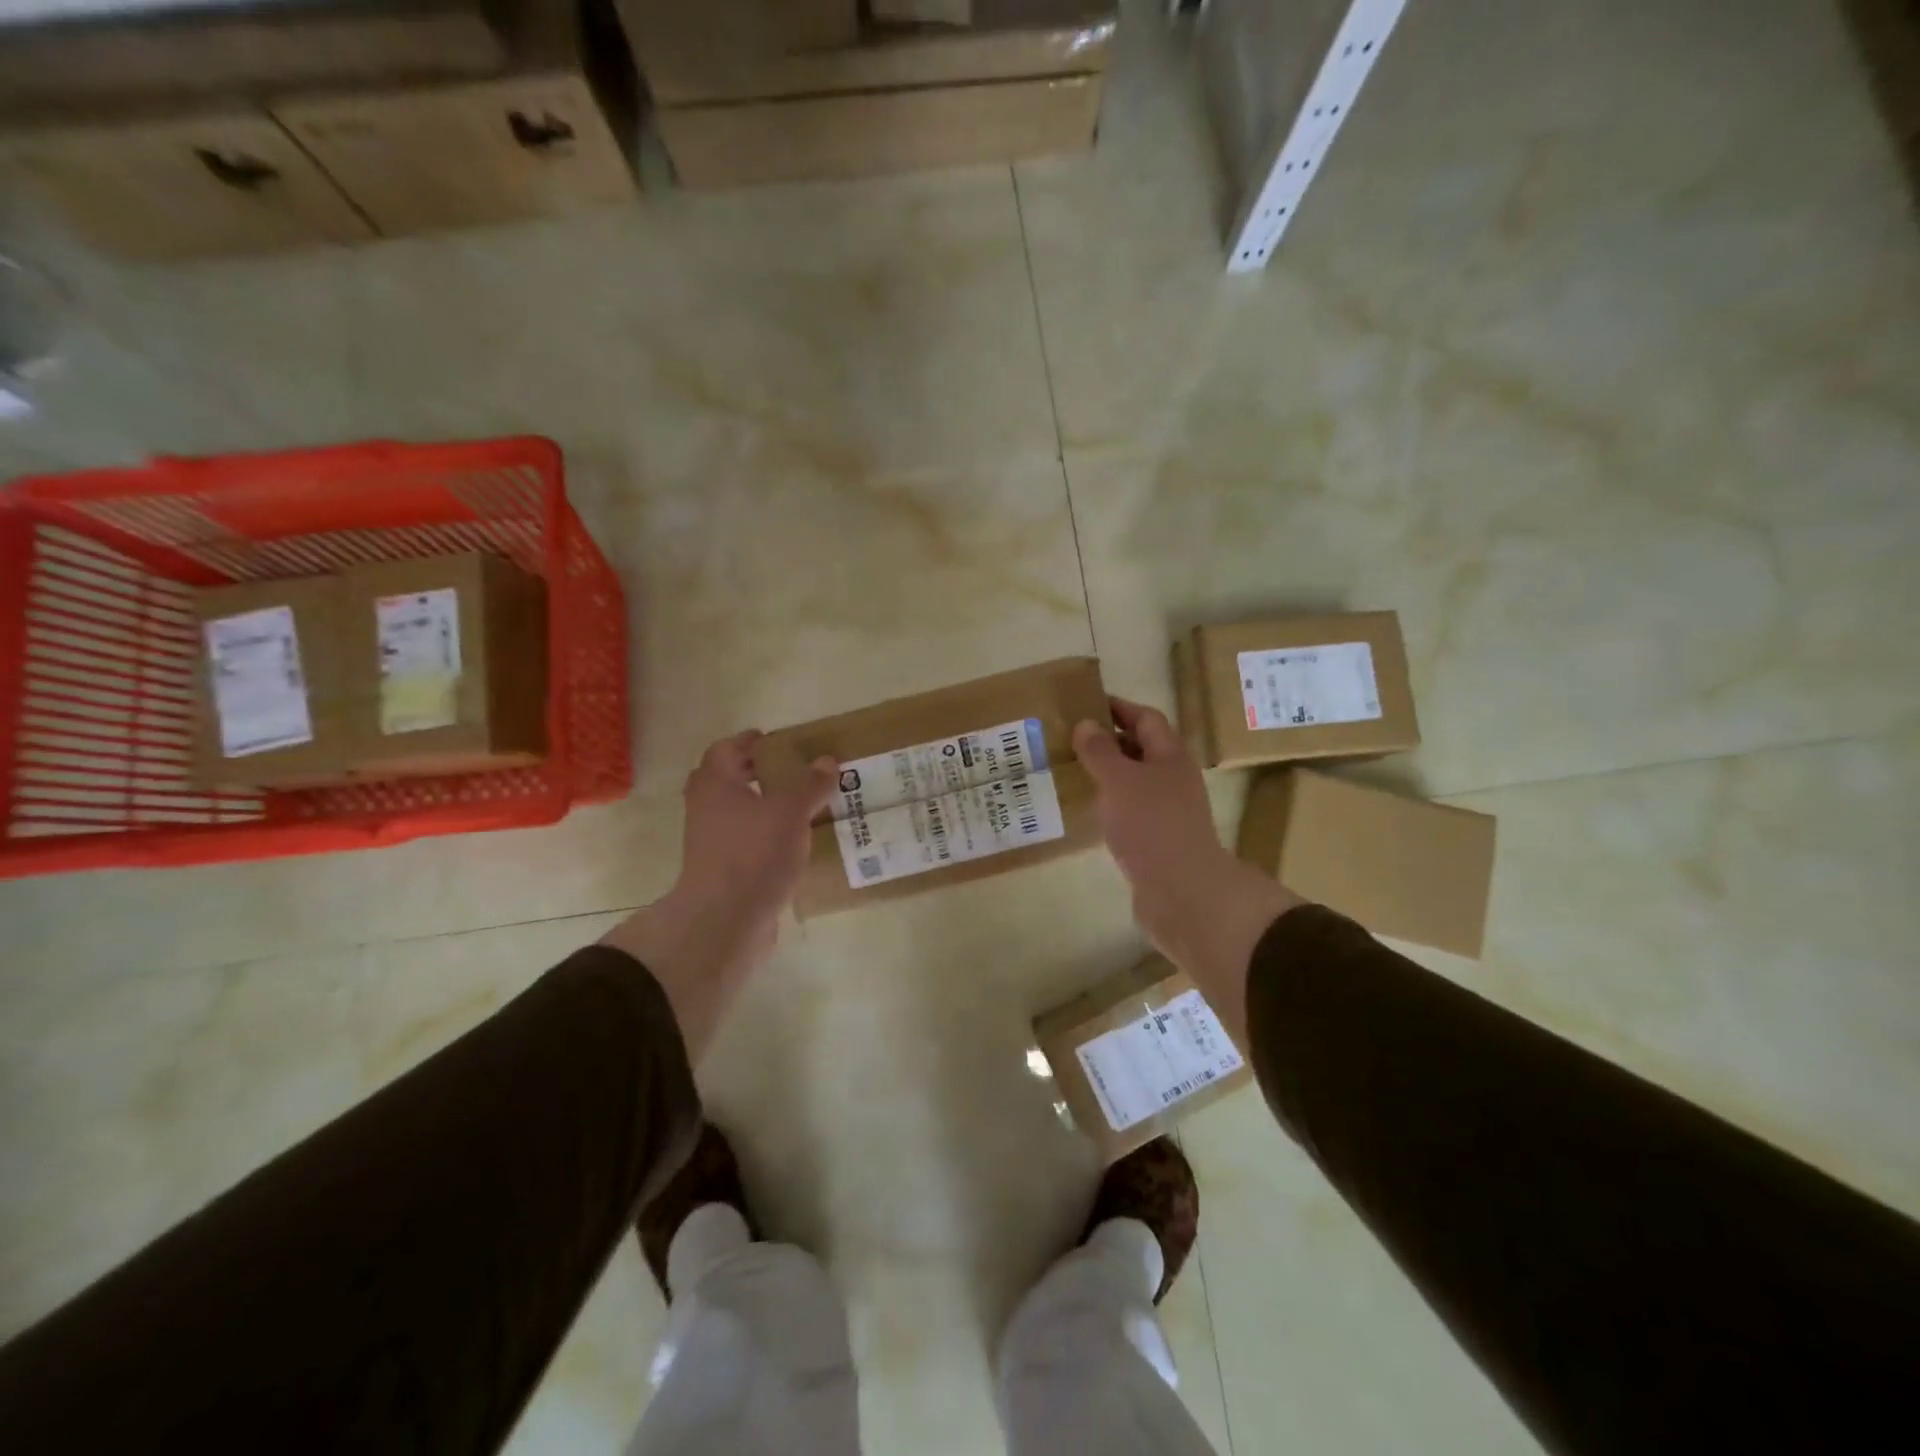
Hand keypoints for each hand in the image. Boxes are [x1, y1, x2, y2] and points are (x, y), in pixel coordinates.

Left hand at [602, 732, 836, 1059]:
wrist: (724, 922)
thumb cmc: (753, 854)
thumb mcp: (790, 812)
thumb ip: (810, 784)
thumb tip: (827, 760)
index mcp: (715, 785)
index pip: (725, 749)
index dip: (748, 742)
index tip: (775, 741)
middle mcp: (707, 810)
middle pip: (727, 781)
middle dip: (756, 774)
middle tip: (790, 772)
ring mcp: (712, 844)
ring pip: (737, 814)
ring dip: (763, 807)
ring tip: (802, 808)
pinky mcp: (723, 872)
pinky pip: (746, 844)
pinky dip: (766, 838)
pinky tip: (795, 845)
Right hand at [1074, 699, 1301, 1044]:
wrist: (1182, 892)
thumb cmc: (1152, 825)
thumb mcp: (1119, 780)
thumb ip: (1100, 751)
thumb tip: (1086, 724)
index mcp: (1170, 755)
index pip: (1145, 718)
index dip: (1118, 707)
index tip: (1085, 703)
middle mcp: (1172, 778)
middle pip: (1141, 748)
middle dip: (1108, 740)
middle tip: (1069, 737)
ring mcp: (1166, 811)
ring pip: (1133, 781)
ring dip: (1106, 773)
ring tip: (1071, 769)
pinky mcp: (1156, 839)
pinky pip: (1129, 810)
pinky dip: (1109, 803)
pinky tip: (1087, 809)